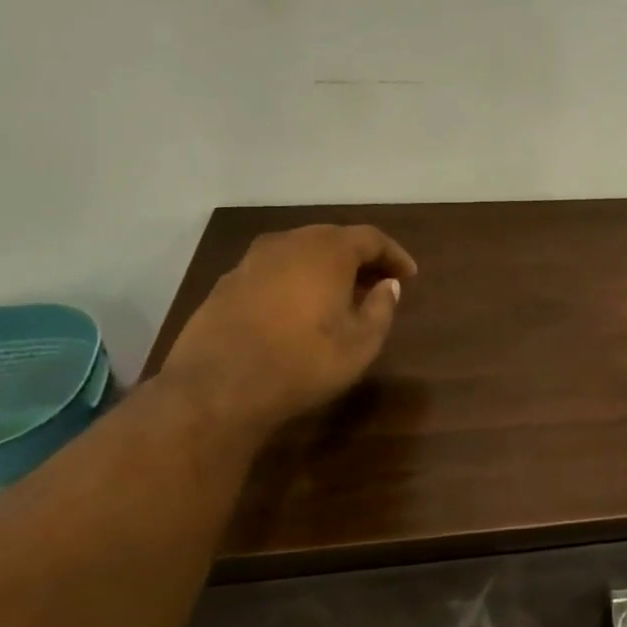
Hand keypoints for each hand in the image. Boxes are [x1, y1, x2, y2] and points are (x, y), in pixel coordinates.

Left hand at [162, 224, 417, 431]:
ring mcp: (252, 261)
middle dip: (360, 259)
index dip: (394, 255)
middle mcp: (289, 243)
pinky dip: (295, 281)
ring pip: (300, 253)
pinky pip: (274, 271)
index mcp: (327, 250)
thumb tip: (388, 286)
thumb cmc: (303, 361)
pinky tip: (298, 309)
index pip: (371, 238)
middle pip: (333, 239)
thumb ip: (381, 308)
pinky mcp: (227, 283)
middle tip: (377, 283)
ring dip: (325, 269)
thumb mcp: (361, 343)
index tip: (409, 276)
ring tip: (340, 297)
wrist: (218, 387)